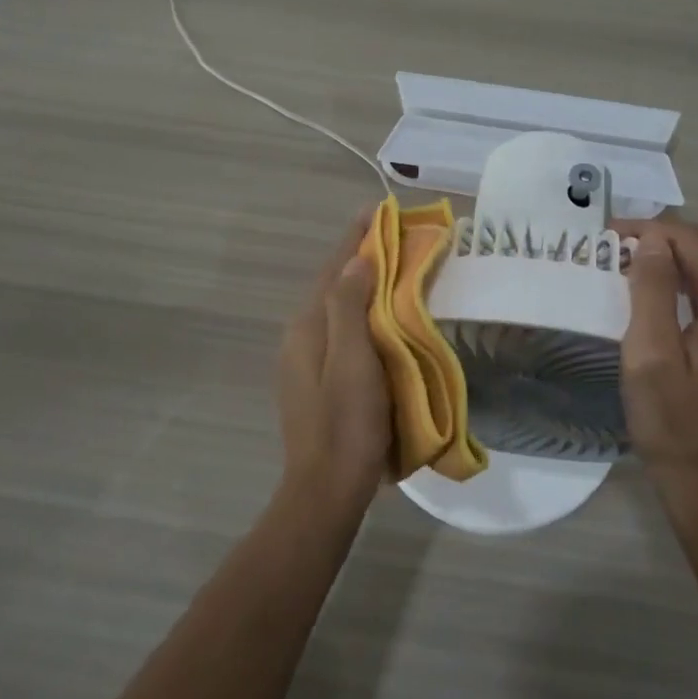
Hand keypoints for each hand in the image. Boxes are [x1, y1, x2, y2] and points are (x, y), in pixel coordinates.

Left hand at [275, 210, 391, 515]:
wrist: (326, 489)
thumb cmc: (346, 423)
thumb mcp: (353, 360)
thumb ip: (350, 306)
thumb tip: (358, 258)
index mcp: (307, 325)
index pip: (334, 267)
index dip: (356, 236)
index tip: (378, 209)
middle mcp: (301, 334)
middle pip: (334, 283)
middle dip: (361, 255)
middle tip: (396, 235)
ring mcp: (306, 358)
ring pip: (337, 307)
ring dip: (363, 282)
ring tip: (394, 265)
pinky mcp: (318, 378)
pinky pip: (342, 328)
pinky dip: (362, 310)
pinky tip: (383, 315)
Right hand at [615, 219, 697, 502]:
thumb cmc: (675, 427)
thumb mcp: (650, 357)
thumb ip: (651, 291)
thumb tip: (652, 240)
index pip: (694, 242)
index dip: (650, 230)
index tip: (609, 237)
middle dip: (663, 242)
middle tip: (616, 249)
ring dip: (679, 263)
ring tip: (634, 267)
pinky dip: (695, 286)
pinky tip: (667, 297)